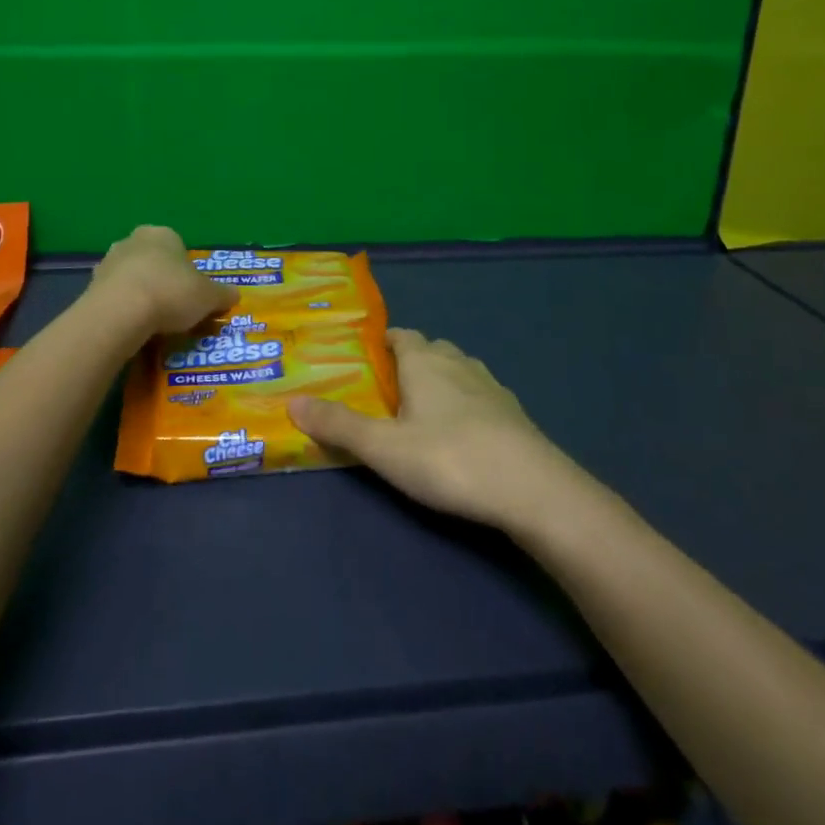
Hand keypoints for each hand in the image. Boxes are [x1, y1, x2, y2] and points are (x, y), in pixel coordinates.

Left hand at [90, 226, 235, 336]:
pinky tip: (133, 328)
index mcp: (163, 234)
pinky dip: (124, 309)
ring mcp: (108, 261)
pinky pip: (115, 297)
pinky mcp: (91, 285)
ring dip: (142, 294)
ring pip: (133, 278)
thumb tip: (235, 295)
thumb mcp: (209, 296)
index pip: (179, 248)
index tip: (192, 295)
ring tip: (153, 323)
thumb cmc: (171, 293)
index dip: (188, 272)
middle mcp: (133, 240)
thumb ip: (223, 294)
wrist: (121, 312)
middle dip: (163, 281)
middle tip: (174, 309)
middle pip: (154, 261)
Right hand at [288, 329, 577, 528]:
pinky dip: (466, 405)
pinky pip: (481, 397)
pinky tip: (461, 434)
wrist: (533, 489)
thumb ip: (338, 425)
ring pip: (458, 371)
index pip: (401, 335)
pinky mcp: (514, 414)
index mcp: (424, 361)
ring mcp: (491, 387)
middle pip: (430, 349)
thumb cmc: (449, 458)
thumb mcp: (383, 447)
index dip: (383, 341)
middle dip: (410, 360)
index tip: (366, 357)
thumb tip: (291, 402)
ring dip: (440, 381)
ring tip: (422, 410)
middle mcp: (458, 363)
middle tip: (387, 389)